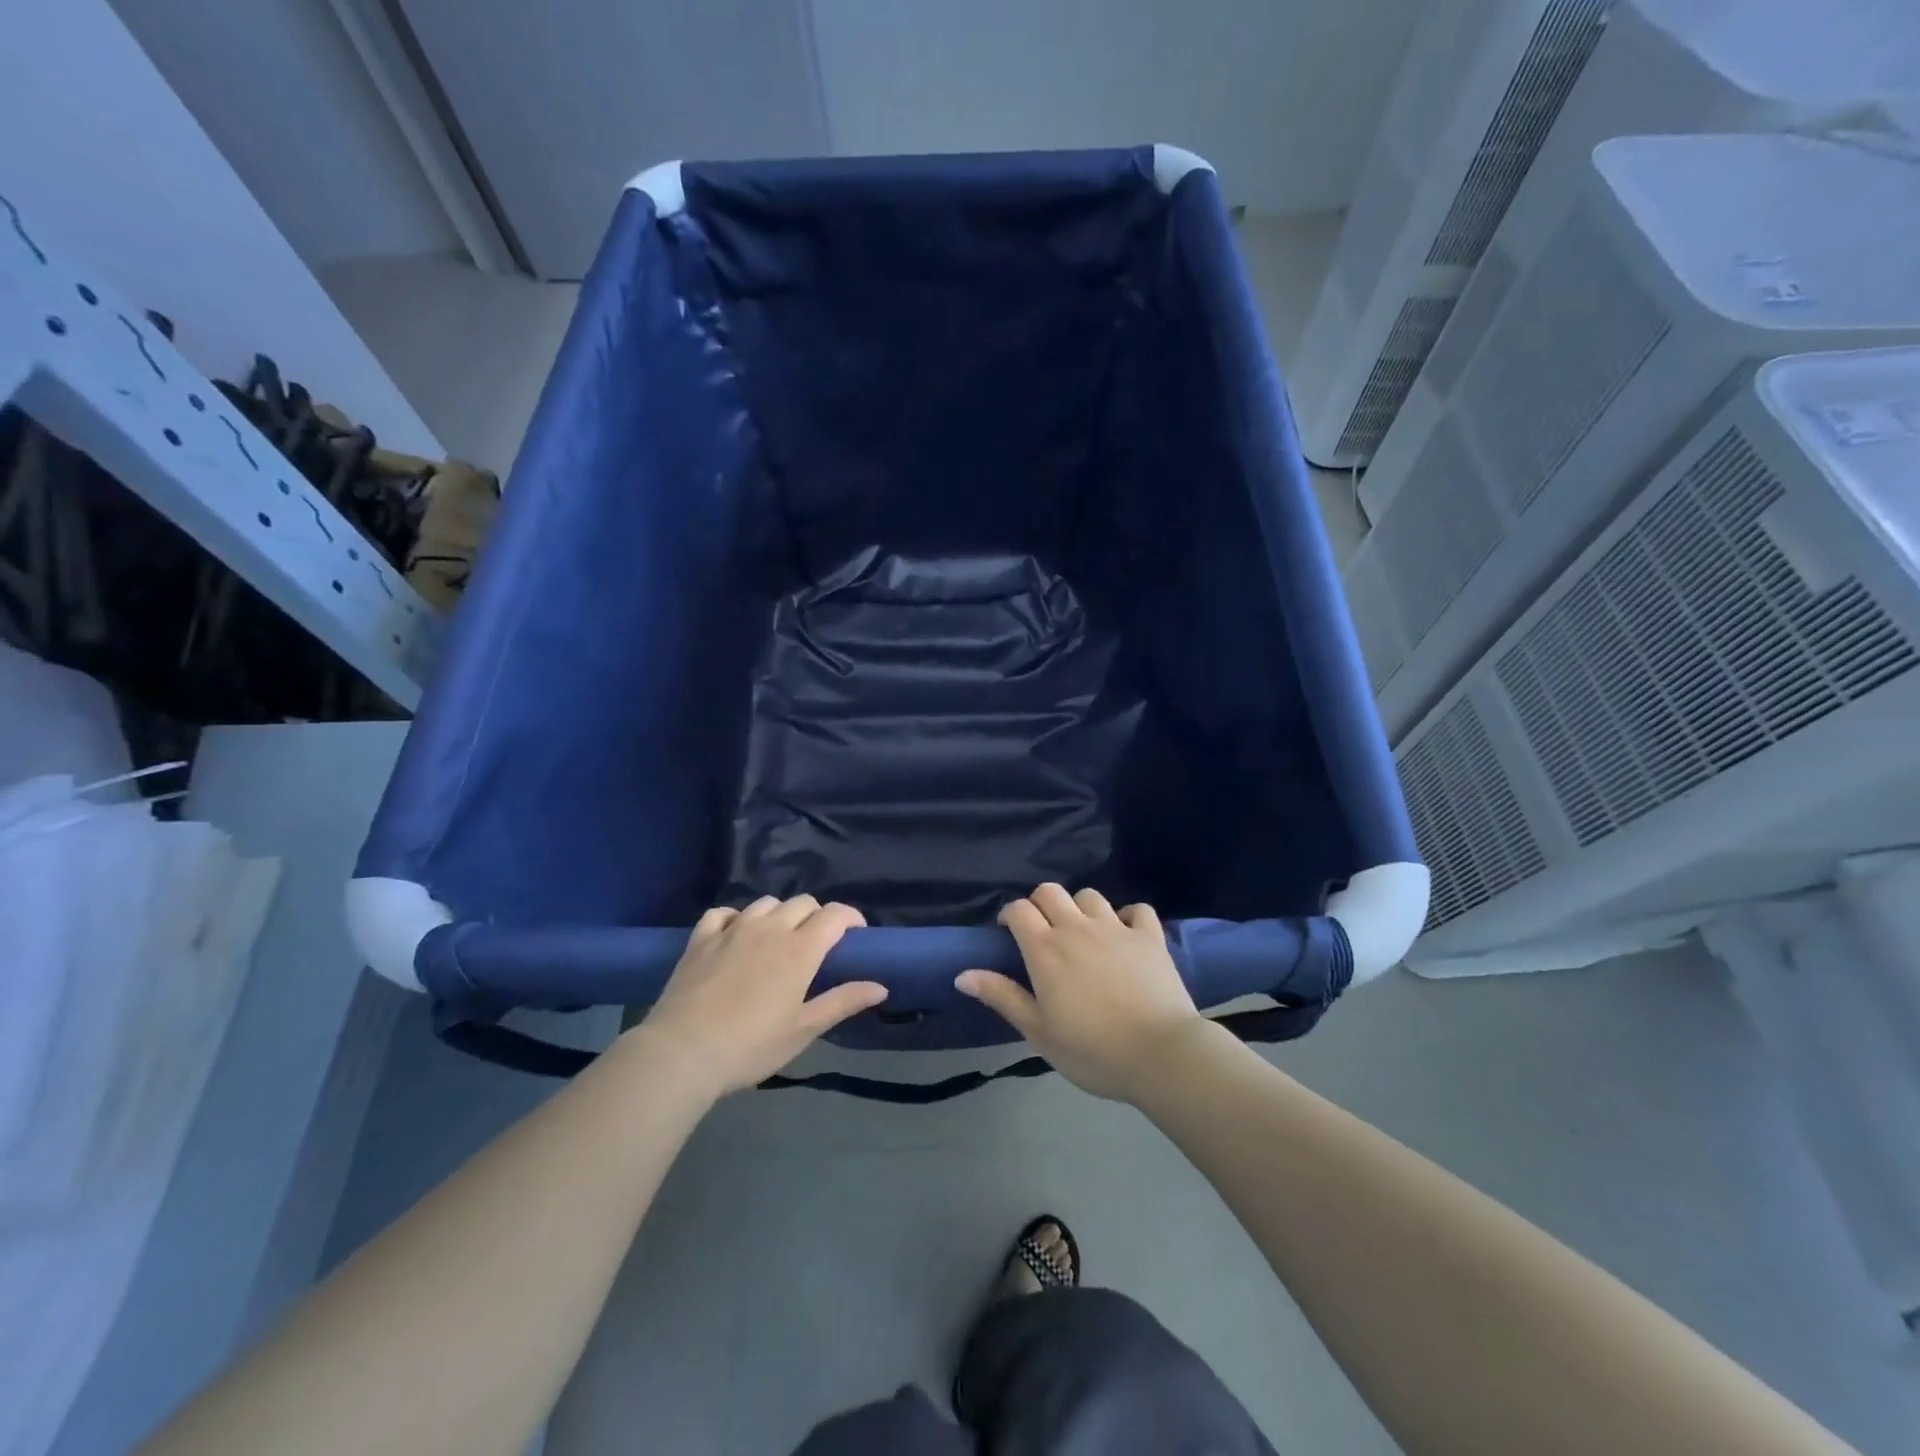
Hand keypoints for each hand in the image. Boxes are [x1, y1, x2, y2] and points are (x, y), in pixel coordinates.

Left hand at [634, 896, 885, 1097]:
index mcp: (800, 949)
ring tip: (778, 940)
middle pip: (803, 903)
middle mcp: (770, 928)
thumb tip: (880, 987)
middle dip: (817, 916)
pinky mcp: (701, 938)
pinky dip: (736, 918)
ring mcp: (733, 929)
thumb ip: (842, 1002)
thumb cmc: (750, 1046)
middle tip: (817, 945)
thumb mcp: (803, 1030)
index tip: (855, 934)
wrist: (682, 1053)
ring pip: (766, 903)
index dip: (851, 917)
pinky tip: (736, 935)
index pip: (835, 914)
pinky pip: (724, 912)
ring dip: (780, 915)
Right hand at [955, 884, 1204, 1102]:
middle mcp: (1077, 928)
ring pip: (1090, 895)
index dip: (1010, 915)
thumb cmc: (1092, 1050)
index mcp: (1046, 949)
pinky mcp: (1150, 936)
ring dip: (1080, 908)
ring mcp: (1116, 928)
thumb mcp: (1038, 1031)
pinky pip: (1137, 910)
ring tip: (1083, 933)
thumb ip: (1002, 996)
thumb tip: (962, 975)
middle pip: (1050, 892)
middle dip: (1040, 904)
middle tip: (1042, 932)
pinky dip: (1128, 917)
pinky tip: (1125, 935)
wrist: (1160, 1054)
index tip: (1008, 934)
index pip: (1019, 909)